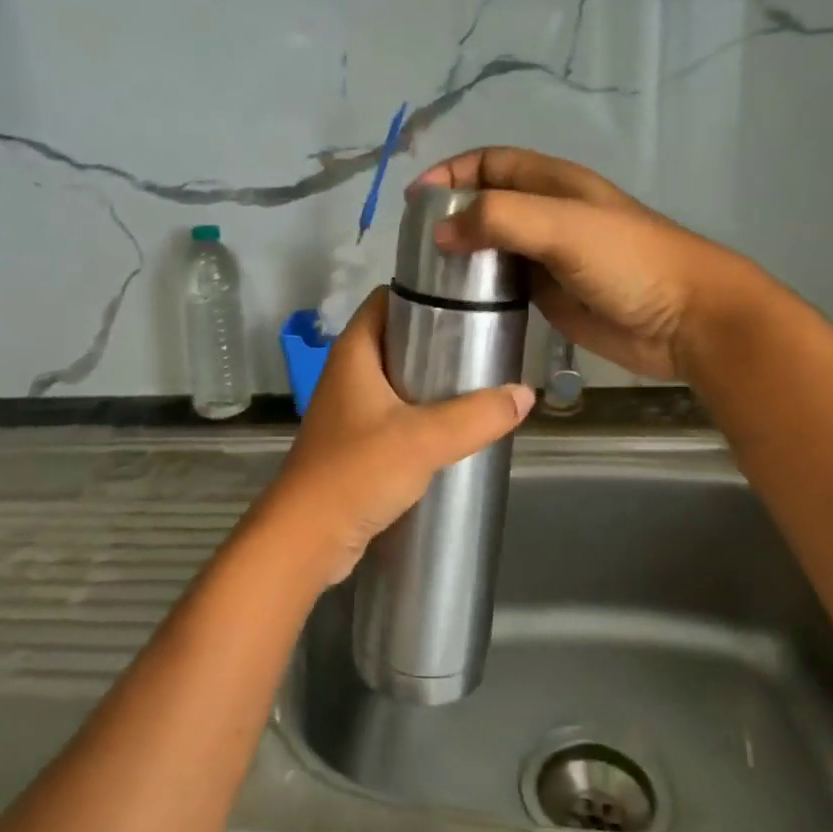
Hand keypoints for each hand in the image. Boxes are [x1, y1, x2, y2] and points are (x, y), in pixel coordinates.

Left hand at [254, 288, 534, 586]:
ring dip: (432, 381)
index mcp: (354, 353)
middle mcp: (348, 374)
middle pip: (396, 338)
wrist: (307, 539)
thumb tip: (525, 394)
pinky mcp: (355, 444)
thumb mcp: (424, 439)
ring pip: (397, 380)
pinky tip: (455, 428)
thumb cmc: (357, 473)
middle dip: (437, 339)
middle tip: (485, 342)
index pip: (386, 299)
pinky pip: (395, 415)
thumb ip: (477, 416)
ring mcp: (349, 410)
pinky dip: (422, 415)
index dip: (422, 292)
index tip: (467, 297)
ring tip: (480, 382)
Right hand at [415, 147, 774, 381]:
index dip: (452, 173)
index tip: (414, 201)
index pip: (491, 163)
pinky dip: (479, 289)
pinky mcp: (551, 297)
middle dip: (449, 215)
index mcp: (552, 184)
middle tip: (412, 245)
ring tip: (424, 277)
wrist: (686, 320)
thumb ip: (499, 219)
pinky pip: (505, 285)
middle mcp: (547, 215)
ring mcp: (548, 258)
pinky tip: (456, 305)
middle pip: (486, 204)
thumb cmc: (628, 260)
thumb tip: (439, 231)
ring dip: (461, 254)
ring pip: (492, 246)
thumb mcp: (561, 225)